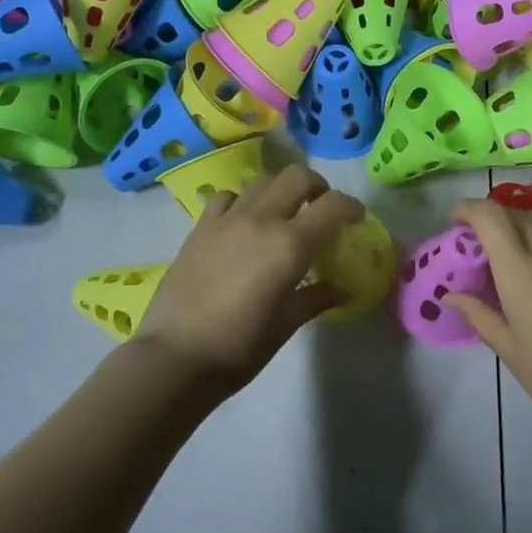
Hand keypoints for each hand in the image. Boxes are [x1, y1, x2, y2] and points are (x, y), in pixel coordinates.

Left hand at [135, 163, 363, 393]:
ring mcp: (227, 219)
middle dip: (317, 187)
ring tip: (283, 215)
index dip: (351, 207)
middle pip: (297, 176)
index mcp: (290, 245)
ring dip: (281, 191)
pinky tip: (242, 223)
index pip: (333, 206)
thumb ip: (317, 298)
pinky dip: (242, 201)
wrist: (175, 356)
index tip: (356, 220)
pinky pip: (227, 197)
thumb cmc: (239, 347)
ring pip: (262, 181)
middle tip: (320, 210)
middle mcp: (261, 220)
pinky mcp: (200, 227)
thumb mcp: (286, 324)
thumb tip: (343, 289)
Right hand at [447, 199, 531, 446]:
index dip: (469, 208)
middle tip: (479, 240)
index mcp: (522, 268)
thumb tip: (452, 296)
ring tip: (513, 248)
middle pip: (519, 212)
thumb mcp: (509, 349)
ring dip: (524, 222)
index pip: (491, 216)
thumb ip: (479, 314)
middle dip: (494, 216)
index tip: (455, 220)